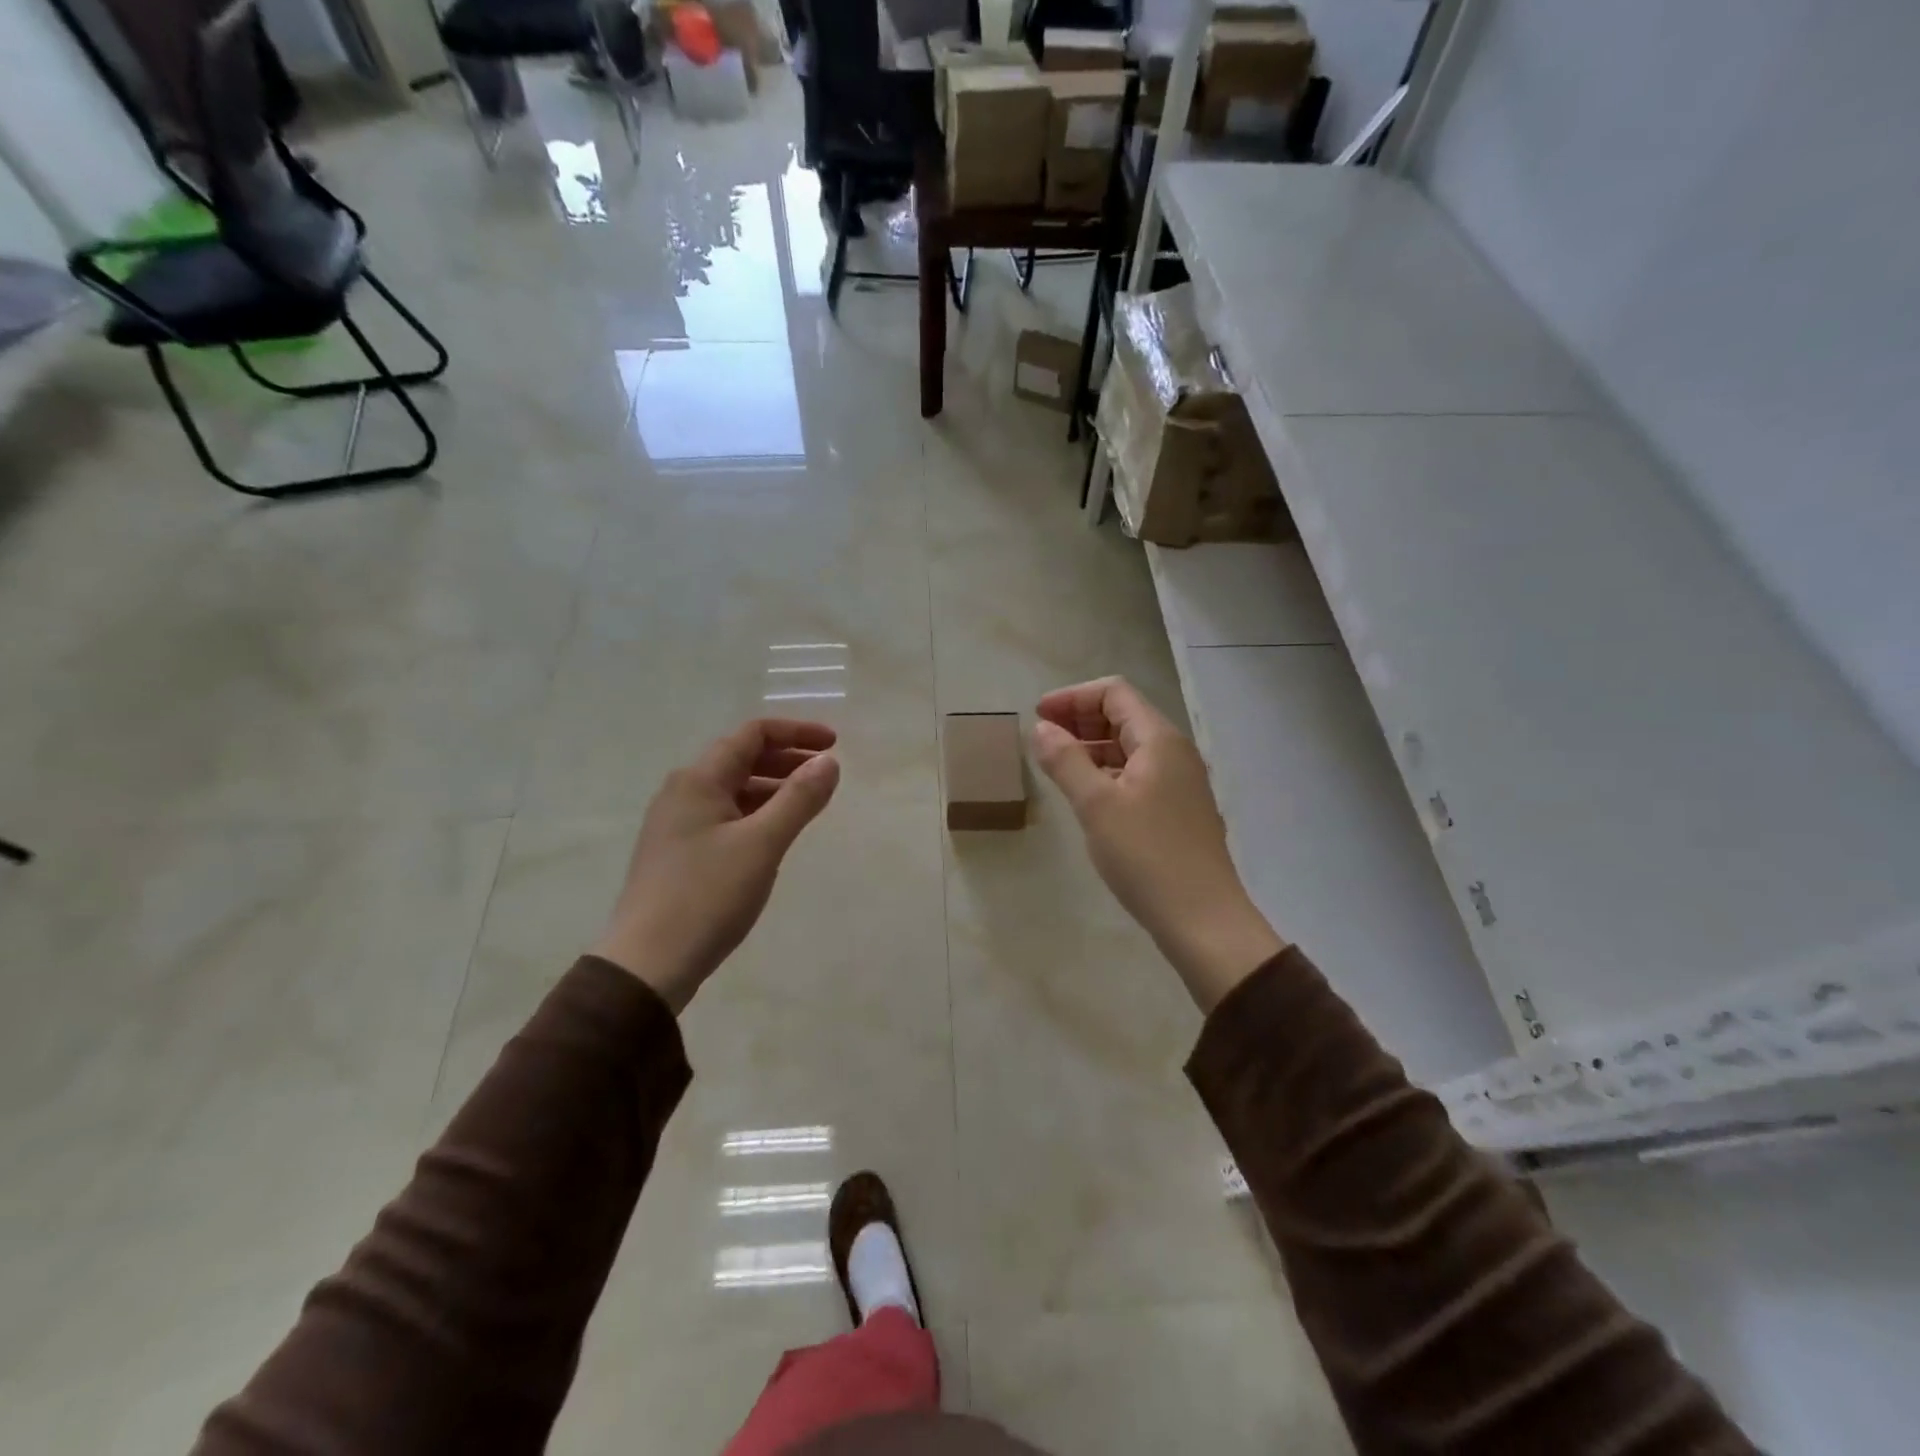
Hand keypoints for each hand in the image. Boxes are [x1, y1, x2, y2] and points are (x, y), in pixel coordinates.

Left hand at [591, 720, 840, 1011]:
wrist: (648, 964)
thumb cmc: (707, 896)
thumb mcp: (762, 844)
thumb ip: (799, 798)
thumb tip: (828, 762)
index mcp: (699, 780)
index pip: (752, 734)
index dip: (796, 733)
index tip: (833, 746)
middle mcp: (683, 792)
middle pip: (741, 758)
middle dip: (787, 759)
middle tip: (825, 775)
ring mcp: (677, 824)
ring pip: (733, 790)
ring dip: (773, 788)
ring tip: (808, 805)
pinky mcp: (678, 853)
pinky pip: (725, 817)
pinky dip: (756, 814)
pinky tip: (774, 836)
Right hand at [1032, 678, 1285, 1010]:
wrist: (1203, 920)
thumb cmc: (1146, 857)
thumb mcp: (1096, 805)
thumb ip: (1066, 761)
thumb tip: (1041, 729)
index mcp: (1159, 740)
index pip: (1114, 693)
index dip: (1073, 697)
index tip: (1037, 716)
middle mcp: (1175, 752)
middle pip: (1124, 716)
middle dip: (1081, 719)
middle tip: (1043, 737)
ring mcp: (1181, 783)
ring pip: (1131, 748)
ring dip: (1093, 747)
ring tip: (1058, 764)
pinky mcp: (1179, 811)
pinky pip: (1138, 775)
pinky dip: (1108, 773)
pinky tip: (1088, 795)